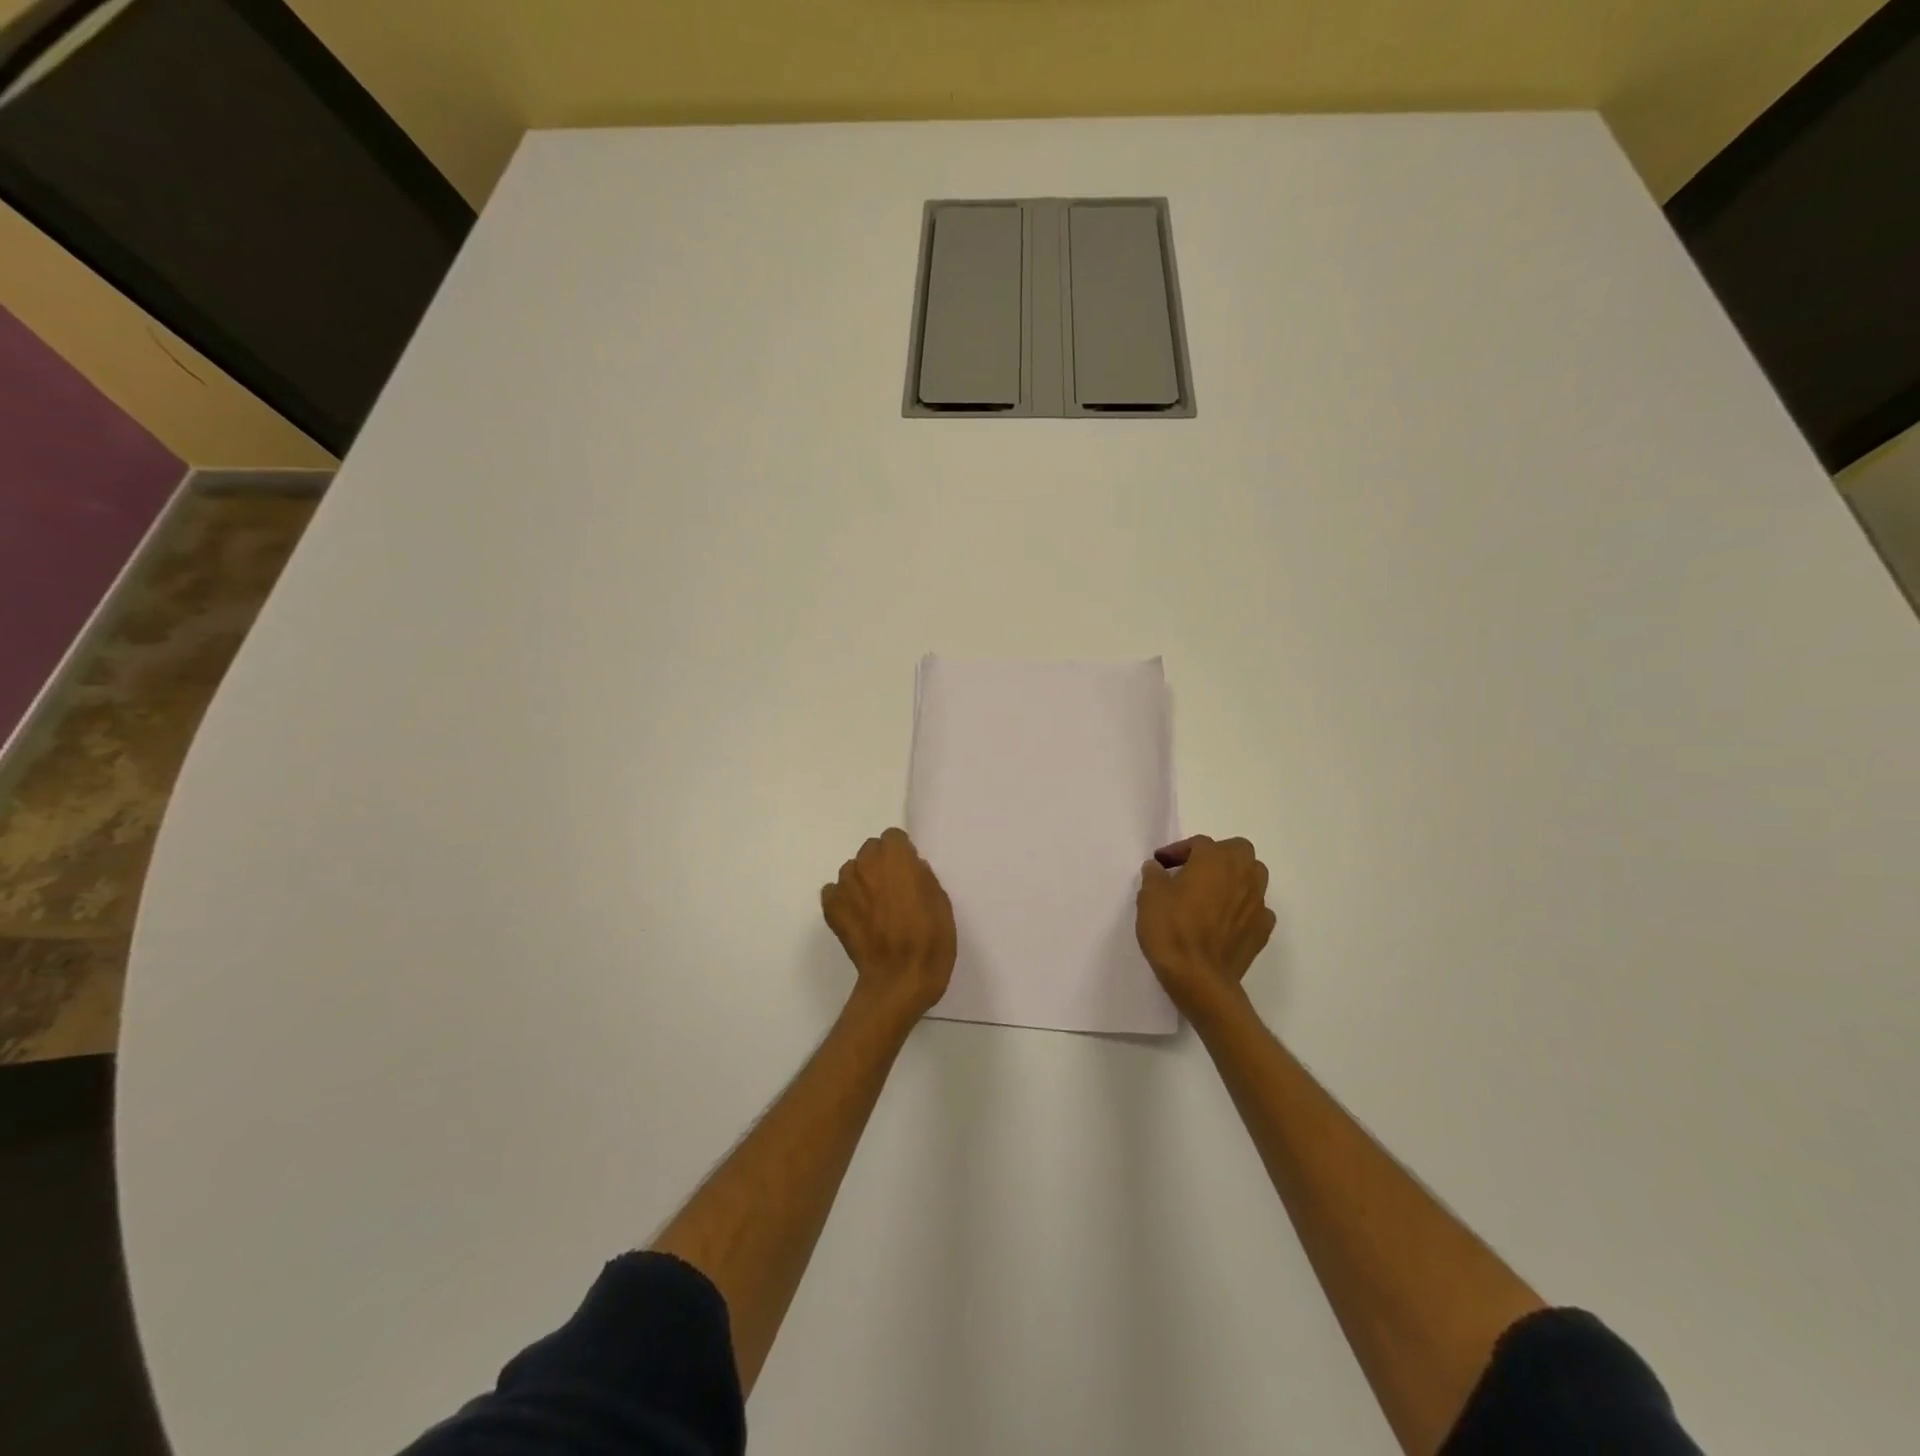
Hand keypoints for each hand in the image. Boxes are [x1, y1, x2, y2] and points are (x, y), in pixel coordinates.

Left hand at [822, 828, 956, 1018]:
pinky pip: (834, 892)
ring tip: (875, 907)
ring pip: (852, 870)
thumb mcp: (941, 904)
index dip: (902, 853)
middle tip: (893, 890)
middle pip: (870, 850)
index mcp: (897, 859)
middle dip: (881, 864)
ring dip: (862, 881)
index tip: (909, 871)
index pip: (893, 837)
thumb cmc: (929, 942)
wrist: (899, 981)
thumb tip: (912, 869)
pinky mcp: (831, 909)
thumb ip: (923, 878)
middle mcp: (867, 865)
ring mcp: (845, 887)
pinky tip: (858, 919)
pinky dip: (845, 900)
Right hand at [1136, 835, 1275, 1015]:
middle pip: (1237, 851)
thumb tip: (1157, 868)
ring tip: (1212, 893)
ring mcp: (1257, 902)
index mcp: (1214, 859)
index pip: (1198, 843)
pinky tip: (1226, 920)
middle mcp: (1242, 874)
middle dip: (1217, 856)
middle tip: (1194, 871)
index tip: (1161, 865)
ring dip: (1235, 878)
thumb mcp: (1149, 897)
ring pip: (1253, 876)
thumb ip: (1154, 876)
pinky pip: (1256, 908)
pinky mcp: (1263, 929)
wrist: (1199, 978)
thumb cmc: (1171, 930)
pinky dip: (1243, 908)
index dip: (1178, 851)